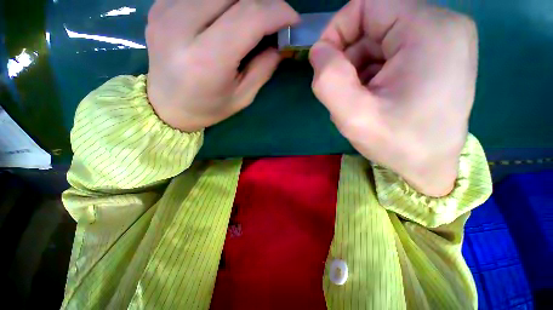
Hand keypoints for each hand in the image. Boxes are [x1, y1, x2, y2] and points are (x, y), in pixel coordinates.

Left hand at [146, 0, 299, 131]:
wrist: (166, 106)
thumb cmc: (208, 108)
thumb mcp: (242, 97)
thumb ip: (263, 68)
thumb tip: (280, 42)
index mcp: (206, 59)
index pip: (249, 16)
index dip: (277, 12)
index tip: (292, 21)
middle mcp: (181, 26)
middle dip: (263, 3)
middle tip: (271, 21)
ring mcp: (165, 10)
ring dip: (242, 1)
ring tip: (250, 20)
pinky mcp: (159, 4)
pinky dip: (222, 1)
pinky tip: (225, 16)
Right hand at [309, 0, 477, 196]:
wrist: (431, 166)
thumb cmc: (398, 145)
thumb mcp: (354, 117)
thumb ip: (329, 81)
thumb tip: (319, 52)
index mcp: (429, 30)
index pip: (367, 4)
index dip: (337, 30)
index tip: (324, 65)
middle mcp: (443, 25)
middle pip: (374, 22)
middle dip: (348, 58)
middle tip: (346, 94)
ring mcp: (443, 39)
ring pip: (379, 40)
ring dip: (359, 70)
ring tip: (360, 101)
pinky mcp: (437, 54)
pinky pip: (390, 51)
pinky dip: (372, 73)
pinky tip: (373, 99)